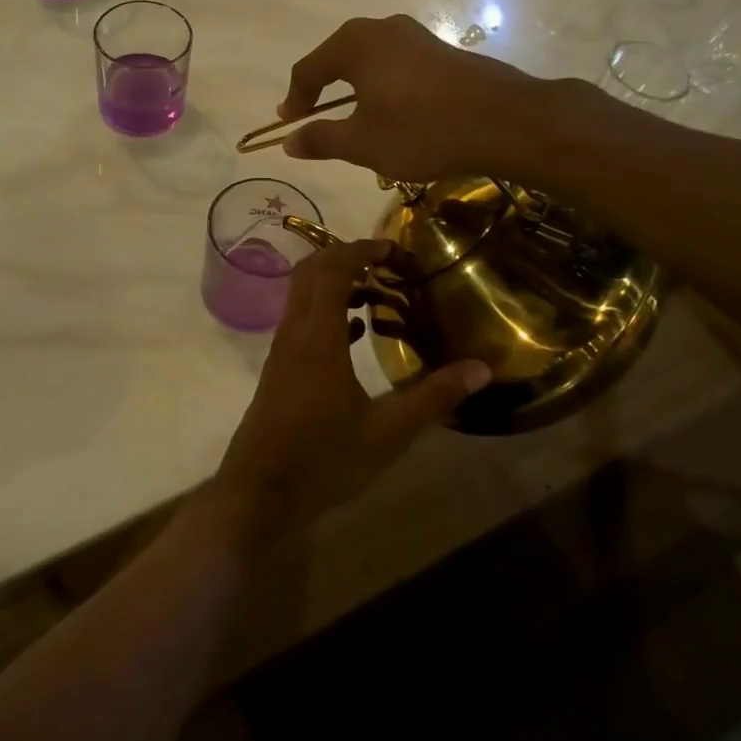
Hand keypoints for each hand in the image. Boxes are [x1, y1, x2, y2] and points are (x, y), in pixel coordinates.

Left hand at [210, 239, 490, 548]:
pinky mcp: (280, 368)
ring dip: (336, 282)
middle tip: (389, 264)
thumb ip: (434, 397)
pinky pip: (302, 320)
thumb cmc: (323, 459)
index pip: (332, 269)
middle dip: (348, 257)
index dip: (361, 249)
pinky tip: (355, 332)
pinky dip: (327, 310)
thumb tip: (482, 367)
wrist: (259, 492)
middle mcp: (294, 331)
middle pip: (312, 271)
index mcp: (317, 335)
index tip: (395, 249)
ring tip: (379, 293)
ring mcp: (282, 349)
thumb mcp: (388, 433)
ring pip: (303, 294)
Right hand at [276, 14, 546, 181]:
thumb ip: (321, 140)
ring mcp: (416, 36)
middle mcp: (382, 29)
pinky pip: (396, 65)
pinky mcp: (441, 50)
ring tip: (352, 119)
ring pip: (369, 61)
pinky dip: (382, 86)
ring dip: (353, 89)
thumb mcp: (363, 143)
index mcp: (354, 44)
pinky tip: (392, 113)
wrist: (505, 121)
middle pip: (337, 58)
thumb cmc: (422, 130)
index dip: (294, 99)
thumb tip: (288, 142)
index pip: (308, 69)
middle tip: (313, 118)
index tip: (288, 124)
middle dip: (322, 90)